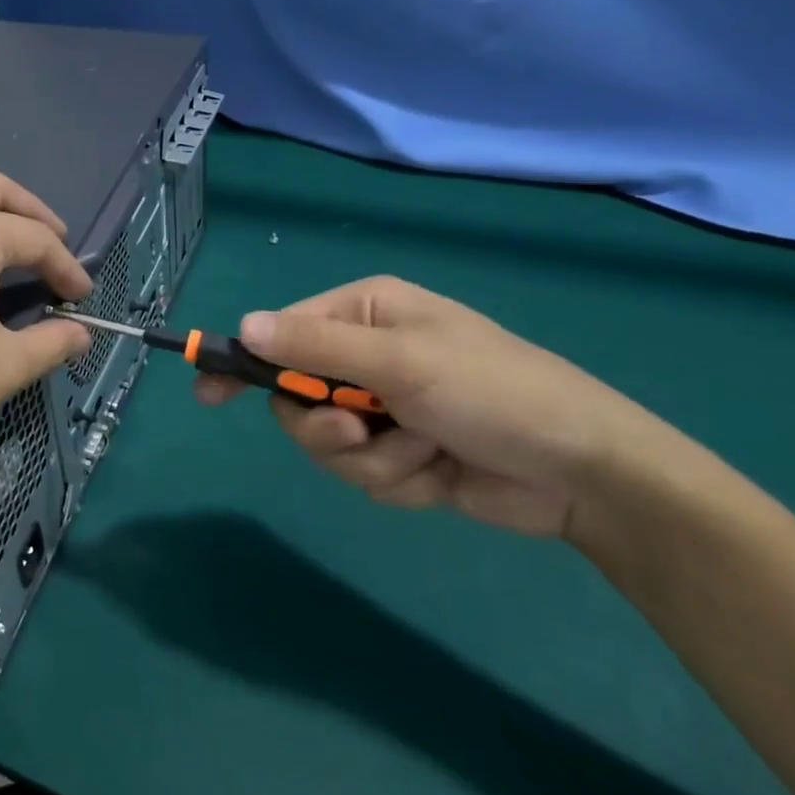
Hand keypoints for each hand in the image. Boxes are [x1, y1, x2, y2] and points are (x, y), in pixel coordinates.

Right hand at [198, 276, 674, 538]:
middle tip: (360, 433)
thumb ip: (317, 347)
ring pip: (327, 442)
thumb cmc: (494, 393)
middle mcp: (368, 355)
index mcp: (365, 315)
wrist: (585, 474)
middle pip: (297, 396)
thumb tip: (244, 326)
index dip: (247, 362)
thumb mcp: (402, 363)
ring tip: (422, 454)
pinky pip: (362, 472)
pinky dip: (396, 479)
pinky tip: (439, 473)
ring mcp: (384, 408)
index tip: (210, 392)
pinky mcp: (400, 454)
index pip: (282, 333)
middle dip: (327, 427)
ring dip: (371, 459)